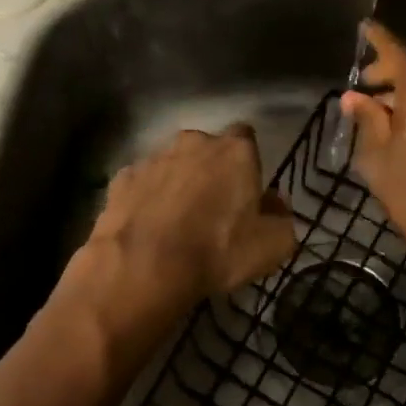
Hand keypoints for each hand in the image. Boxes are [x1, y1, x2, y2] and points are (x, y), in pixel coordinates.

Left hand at [63, 125, 296, 353]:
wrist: (144, 267)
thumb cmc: (217, 252)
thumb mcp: (272, 246)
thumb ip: (282, 219)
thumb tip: (275, 204)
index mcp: (235, 151)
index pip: (247, 137)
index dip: (248, 162)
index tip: (247, 189)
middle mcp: (193, 143)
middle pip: (207, 148)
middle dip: (211, 169)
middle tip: (214, 207)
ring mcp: (153, 158)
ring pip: (173, 163)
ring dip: (178, 182)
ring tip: (177, 220)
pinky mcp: (122, 178)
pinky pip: (142, 183)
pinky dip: (147, 197)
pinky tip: (148, 224)